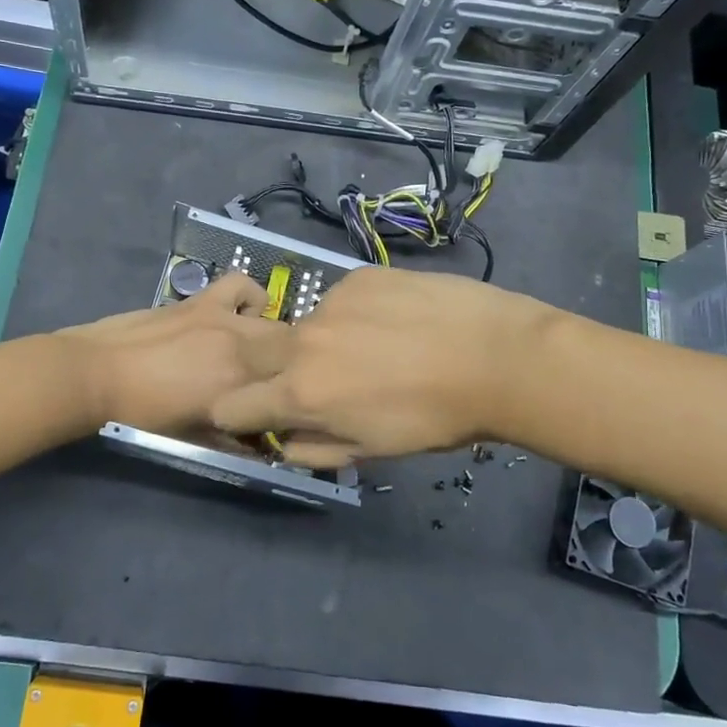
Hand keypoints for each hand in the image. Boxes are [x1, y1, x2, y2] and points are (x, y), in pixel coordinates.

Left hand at [57, 274, 291, 439]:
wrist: (96, 375)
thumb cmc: (140, 414)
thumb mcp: (192, 436)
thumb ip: (232, 438)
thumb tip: (259, 444)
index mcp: (239, 390)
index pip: (287, 391)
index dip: (288, 398)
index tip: (278, 407)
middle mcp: (242, 352)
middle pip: (290, 354)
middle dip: (287, 368)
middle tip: (268, 381)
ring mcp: (225, 321)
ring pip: (275, 324)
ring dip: (274, 337)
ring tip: (255, 347)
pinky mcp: (204, 301)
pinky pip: (241, 286)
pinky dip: (249, 297)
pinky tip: (239, 312)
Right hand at [208, 267, 558, 465]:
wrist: (496, 355)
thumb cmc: (435, 418)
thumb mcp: (372, 450)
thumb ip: (314, 449)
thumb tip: (282, 440)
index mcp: (301, 393)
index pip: (230, 405)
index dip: (240, 414)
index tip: (262, 414)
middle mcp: (302, 341)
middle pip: (255, 352)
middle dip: (270, 369)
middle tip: (319, 378)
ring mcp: (330, 301)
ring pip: (306, 325)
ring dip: (323, 341)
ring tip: (378, 347)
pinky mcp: (358, 276)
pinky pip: (340, 299)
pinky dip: (356, 314)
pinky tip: (397, 320)